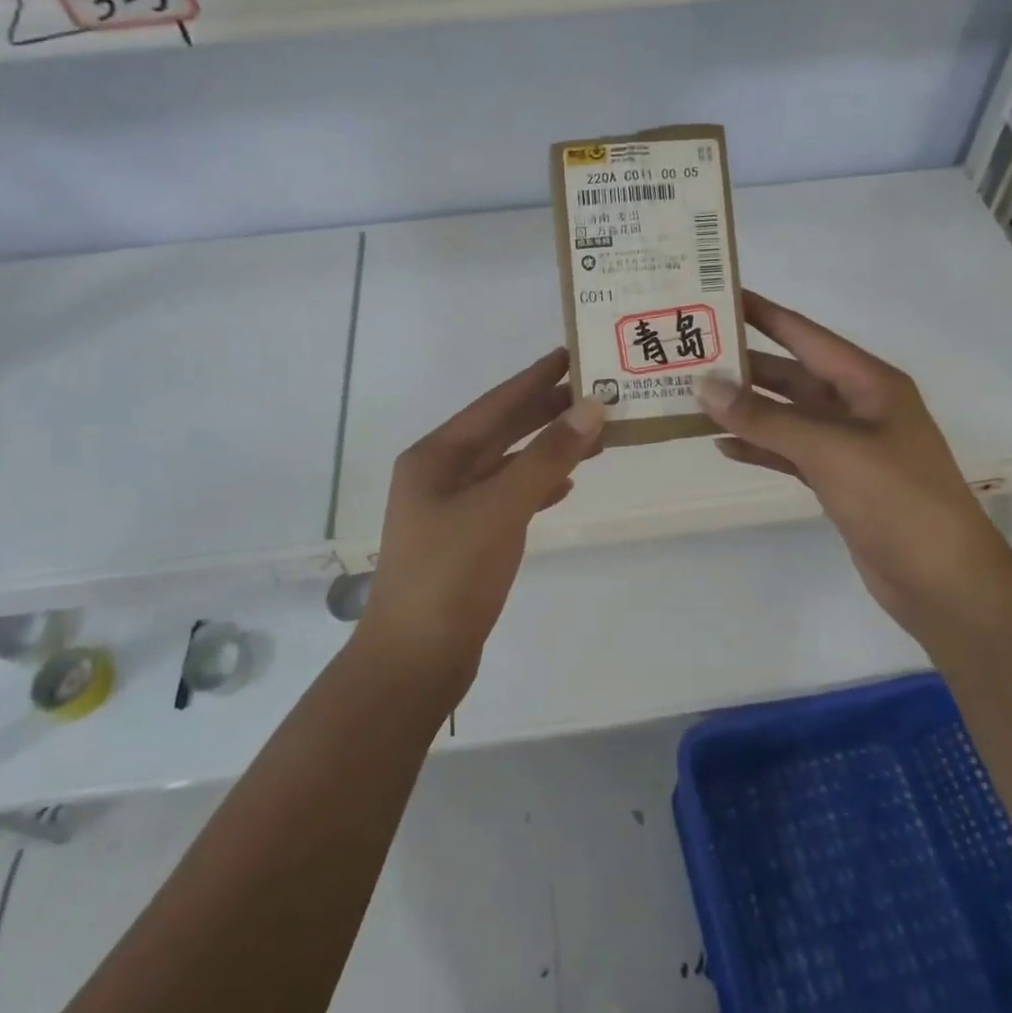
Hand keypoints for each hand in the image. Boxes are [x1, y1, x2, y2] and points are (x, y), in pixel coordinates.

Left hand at [361, 349, 605, 692]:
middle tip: (596, 389)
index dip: (535, 378)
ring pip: (509, 464)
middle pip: (502, 430)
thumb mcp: (501, 508)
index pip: (496, 403)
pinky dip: (537, 486)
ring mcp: (452, 507)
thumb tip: (591, 407)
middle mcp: (441, 473)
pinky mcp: (467, 537)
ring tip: (594, 435)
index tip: (572, 352)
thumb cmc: (451, 575)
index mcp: (436, 456)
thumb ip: (547, 457)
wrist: (416, 660)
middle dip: (547, 411)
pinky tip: (565, 486)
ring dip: (548, 449)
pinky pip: (508, 496)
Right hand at [698, 291, 1011, 623]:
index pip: (806, 335)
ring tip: (694, 398)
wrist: (942, 582)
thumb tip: (705, 385)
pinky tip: (723, 445)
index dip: (763, 314)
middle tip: (691, 353)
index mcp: (869, 383)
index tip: (719, 295)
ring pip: (787, 415)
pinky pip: (789, 452)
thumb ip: (766, 418)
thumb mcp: (830, 450)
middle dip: (745, 365)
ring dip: (746, 408)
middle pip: (791, 375)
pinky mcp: (838, 482)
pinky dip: (759, 447)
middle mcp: (858, 407)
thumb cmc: (896, 500)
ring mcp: (848, 446)